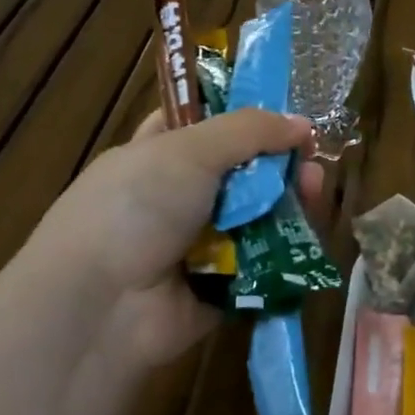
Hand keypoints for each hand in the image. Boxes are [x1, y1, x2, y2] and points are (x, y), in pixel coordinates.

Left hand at [9, 108, 323, 374]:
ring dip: (288, 199)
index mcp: (157, 154)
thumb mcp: (188, 150)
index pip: (202, 121)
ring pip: (257, 213)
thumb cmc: (135, 208)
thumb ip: (249, 130)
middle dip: (277, 159)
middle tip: (310, 155)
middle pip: (241, 169)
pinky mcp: (222, 286)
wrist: (101, 306)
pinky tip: (308, 230)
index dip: (241, 111)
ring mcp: (200, 243)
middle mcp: (178, 196)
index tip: (284, 109)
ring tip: (314, 189)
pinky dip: (286, 247)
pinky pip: (263, 260)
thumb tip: (302, 124)